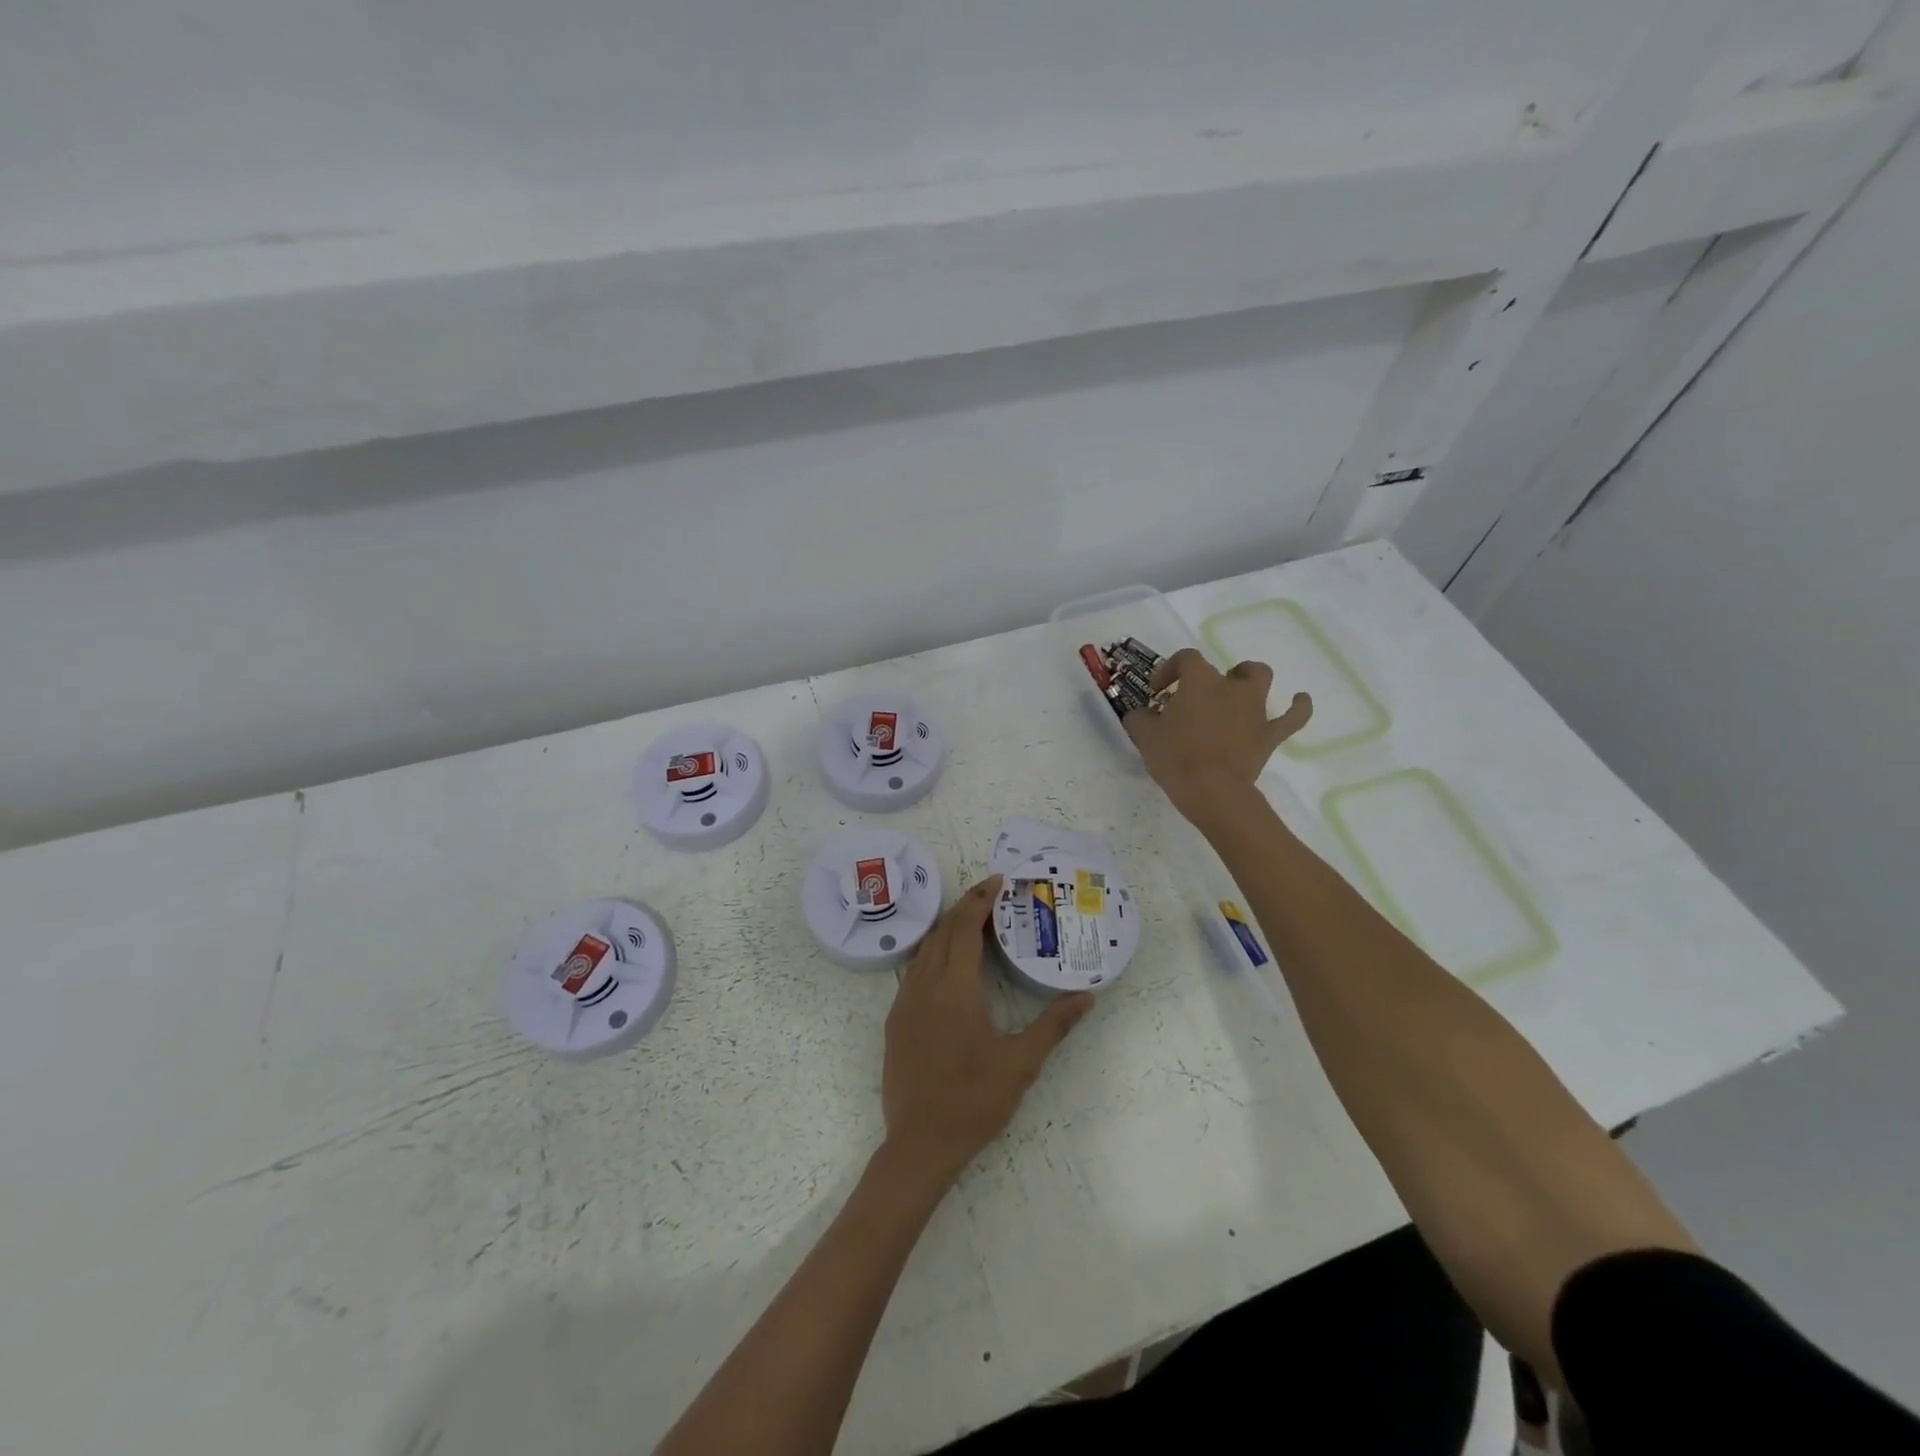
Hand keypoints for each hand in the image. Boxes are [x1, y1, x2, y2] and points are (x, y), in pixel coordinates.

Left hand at [881, 876, 1092, 1187]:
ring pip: (925, 949)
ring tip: (973, 922)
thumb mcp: (1021, 1063)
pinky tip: (948, 966)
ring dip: (947, 928)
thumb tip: (1087, 996)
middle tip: (991, 894)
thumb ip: (1054, 1025)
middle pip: (943, 931)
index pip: (965, 928)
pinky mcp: (895, 1020)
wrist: (920, 1144)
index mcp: (955, 988)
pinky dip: (933, 953)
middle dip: (965, 906)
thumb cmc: (974, 1100)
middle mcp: (924, 985)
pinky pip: (913, 971)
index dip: (980, 900)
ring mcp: (904, 1002)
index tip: (998, 882)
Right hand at [1124, 649, 1311, 826]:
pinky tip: (1300, 700)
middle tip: (1197, 697)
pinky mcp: (1270, 734)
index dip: (1170, 669)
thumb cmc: (1176, 758)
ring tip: (1238, 690)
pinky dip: (1298, 706)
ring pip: (1260, 678)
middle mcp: (1231, 688)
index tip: (1158, 692)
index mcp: (1200, 682)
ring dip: (1249, 679)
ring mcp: (1255, 710)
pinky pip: (1293, 716)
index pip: (1186, 659)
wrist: (1212, 791)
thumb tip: (1140, 714)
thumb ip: (1139, 718)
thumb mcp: (1144, 736)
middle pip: (1225, 668)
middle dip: (1211, 677)